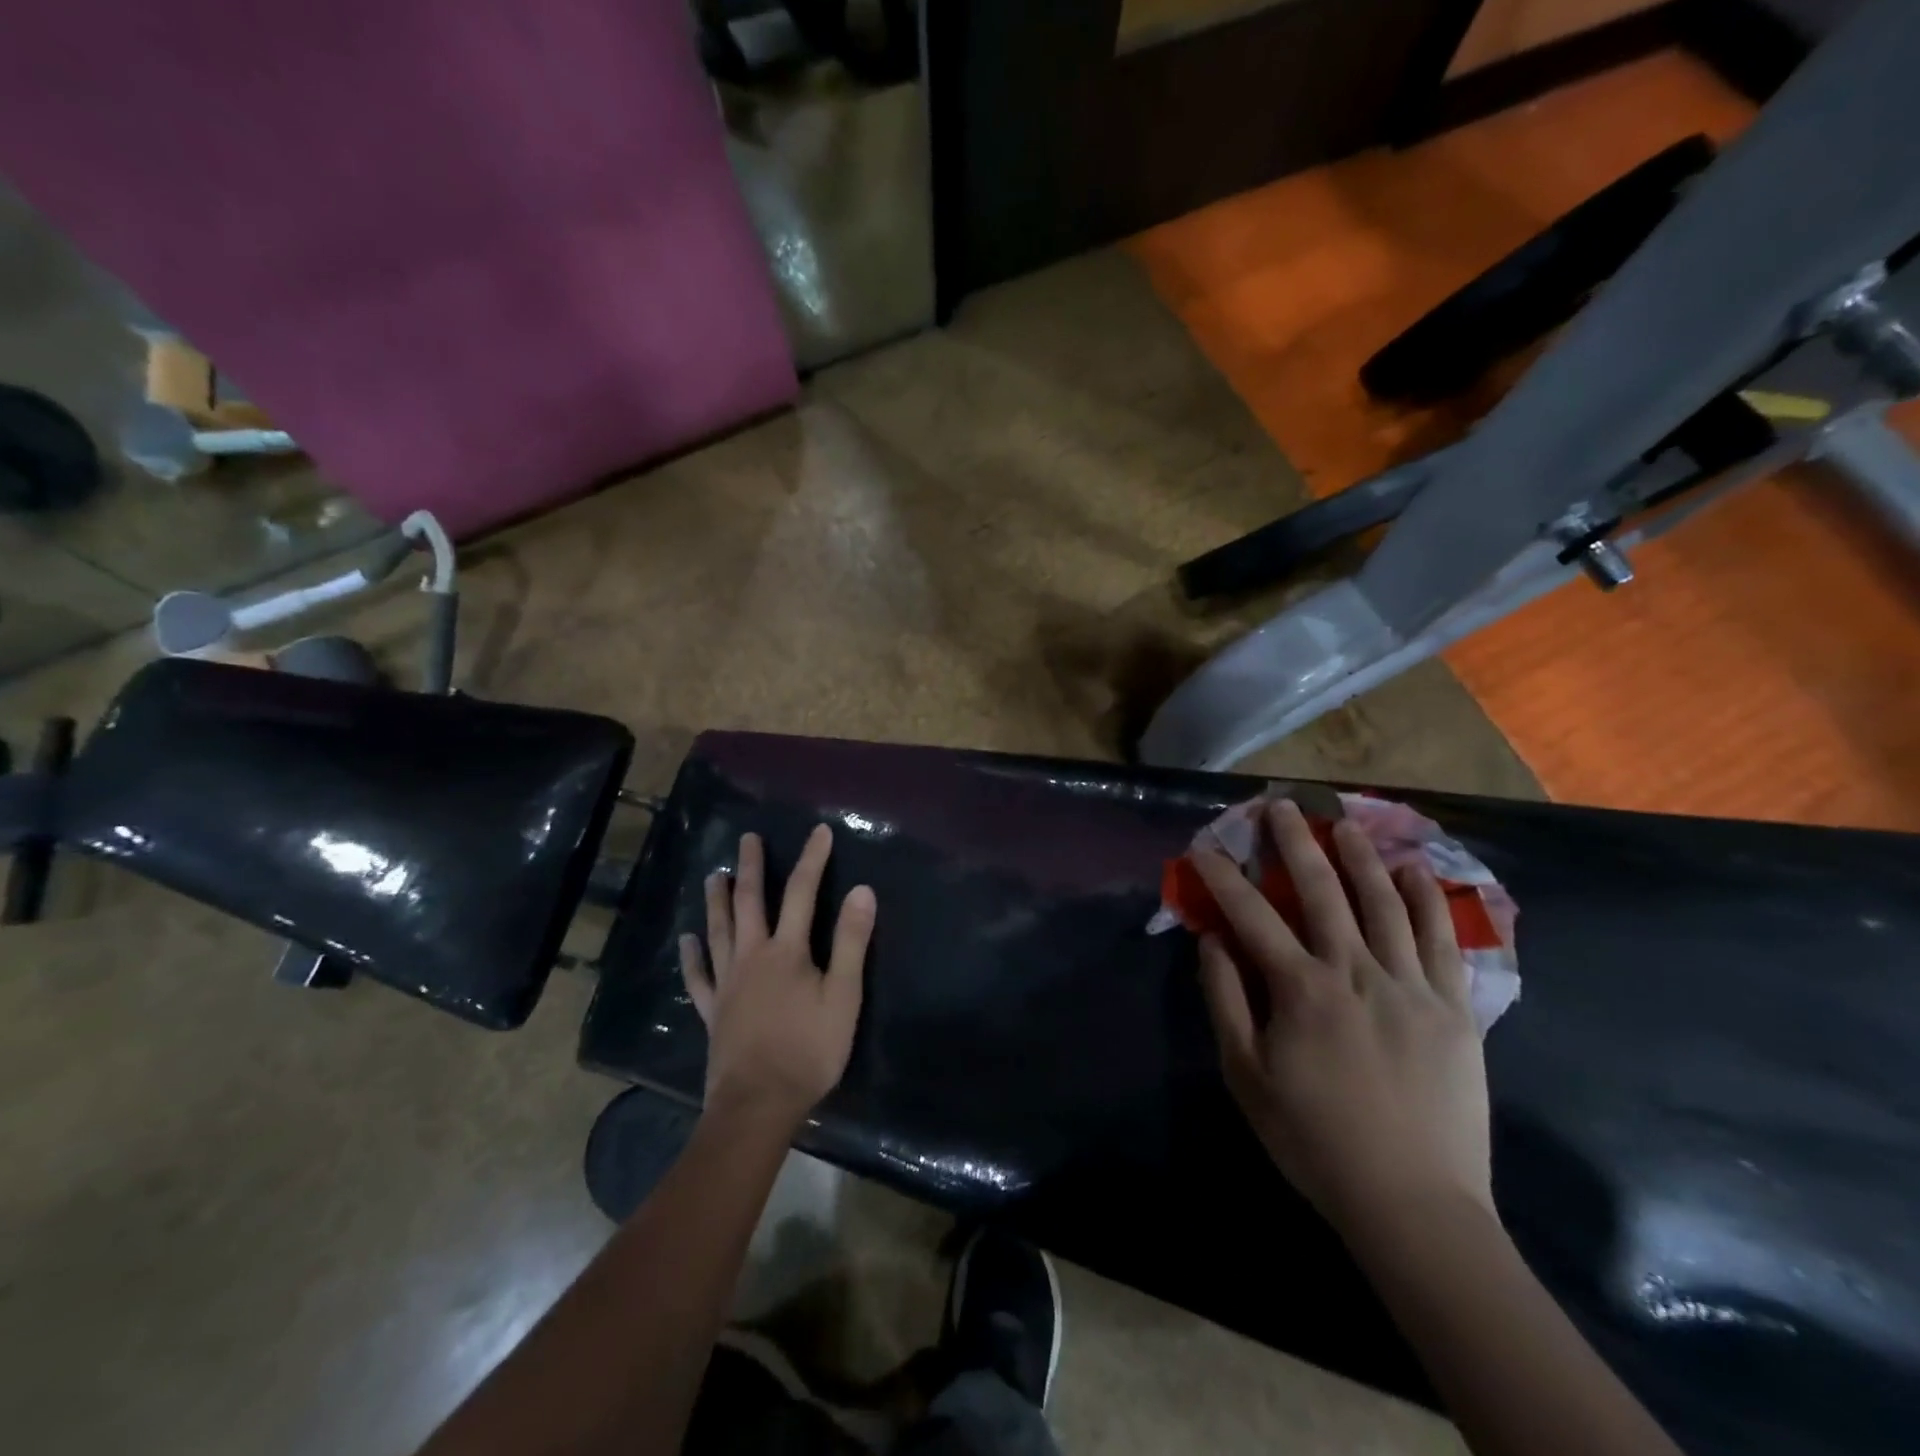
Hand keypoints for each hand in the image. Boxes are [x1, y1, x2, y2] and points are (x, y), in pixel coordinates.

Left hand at [679, 826, 875, 1126]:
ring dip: (717, 901)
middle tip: (746, 838)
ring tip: (714, 874)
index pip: (801, 893)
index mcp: (787, 951)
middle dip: (751, 868)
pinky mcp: (713, 1011)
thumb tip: (861, 890)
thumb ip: (850, 942)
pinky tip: (687, 941)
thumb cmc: (809, 1050)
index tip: (819, 831)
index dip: (812, 859)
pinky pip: (698, 978)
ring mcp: (727, 984)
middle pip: (749, 903)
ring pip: (719, 932)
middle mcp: (752, 957)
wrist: (758, 1104)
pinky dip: (691, 957)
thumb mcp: (844, 996)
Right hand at [1193, 799, 1492, 1231]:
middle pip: (1322, 892)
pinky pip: (1442, 941)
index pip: (1252, 915)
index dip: (1224, 876)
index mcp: (1300, 989)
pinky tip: (1414, 872)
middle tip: (1282, 805)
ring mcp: (1410, 985)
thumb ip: (1226, 999)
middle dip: (1295, 843)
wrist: (1413, 1203)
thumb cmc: (1314, 1139)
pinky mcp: (1453, 1007)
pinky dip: (1427, 901)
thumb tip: (1213, 940)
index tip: (1205, 845)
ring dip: (1360, 858)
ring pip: (1384, 904)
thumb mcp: (1246, 1074)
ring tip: (1343, 824)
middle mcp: (1355, 971)